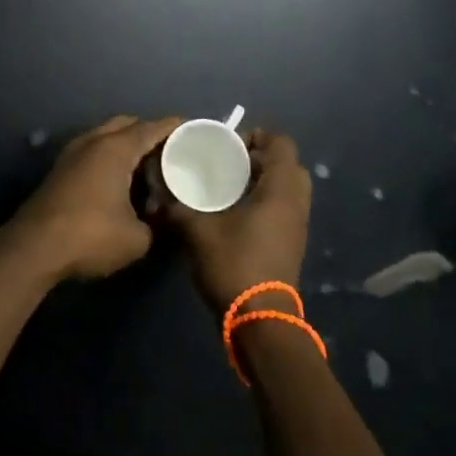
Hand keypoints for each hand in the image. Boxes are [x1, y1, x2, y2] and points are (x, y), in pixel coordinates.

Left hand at [0, 114, 181, 282]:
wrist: (34, 249)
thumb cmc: (90, 236)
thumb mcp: (138, 238)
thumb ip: (156, 223)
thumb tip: (160, 218)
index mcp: (116, 148)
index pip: (153, 128)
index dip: (176, 128)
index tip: (194, 131)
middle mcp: (93, 141)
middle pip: (128, 125)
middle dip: (150, 134)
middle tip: (171, 154)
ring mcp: (72, 153)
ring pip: (107, 137)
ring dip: (127, 147)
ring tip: (148, 170)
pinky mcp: (60, 170)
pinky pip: (93, 151)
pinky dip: (110, 158)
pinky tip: (120, 183)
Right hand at [161, 129, 311, 314]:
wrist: (259, 320)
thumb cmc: (233, 264)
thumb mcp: (196, 230)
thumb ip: (176, 206)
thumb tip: (158, 194)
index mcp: (280, 189)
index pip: (281, 143)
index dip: (255, 136)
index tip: (227, 146)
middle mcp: (296, 202)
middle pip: (286, 163)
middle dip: (258, 158)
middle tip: (227, 164)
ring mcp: (297, 224)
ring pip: (286, 187)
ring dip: (261, 181)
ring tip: (227, 186)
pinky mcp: (292, 242)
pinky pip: (283, 207)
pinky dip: (264, 201)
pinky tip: (234, 212)